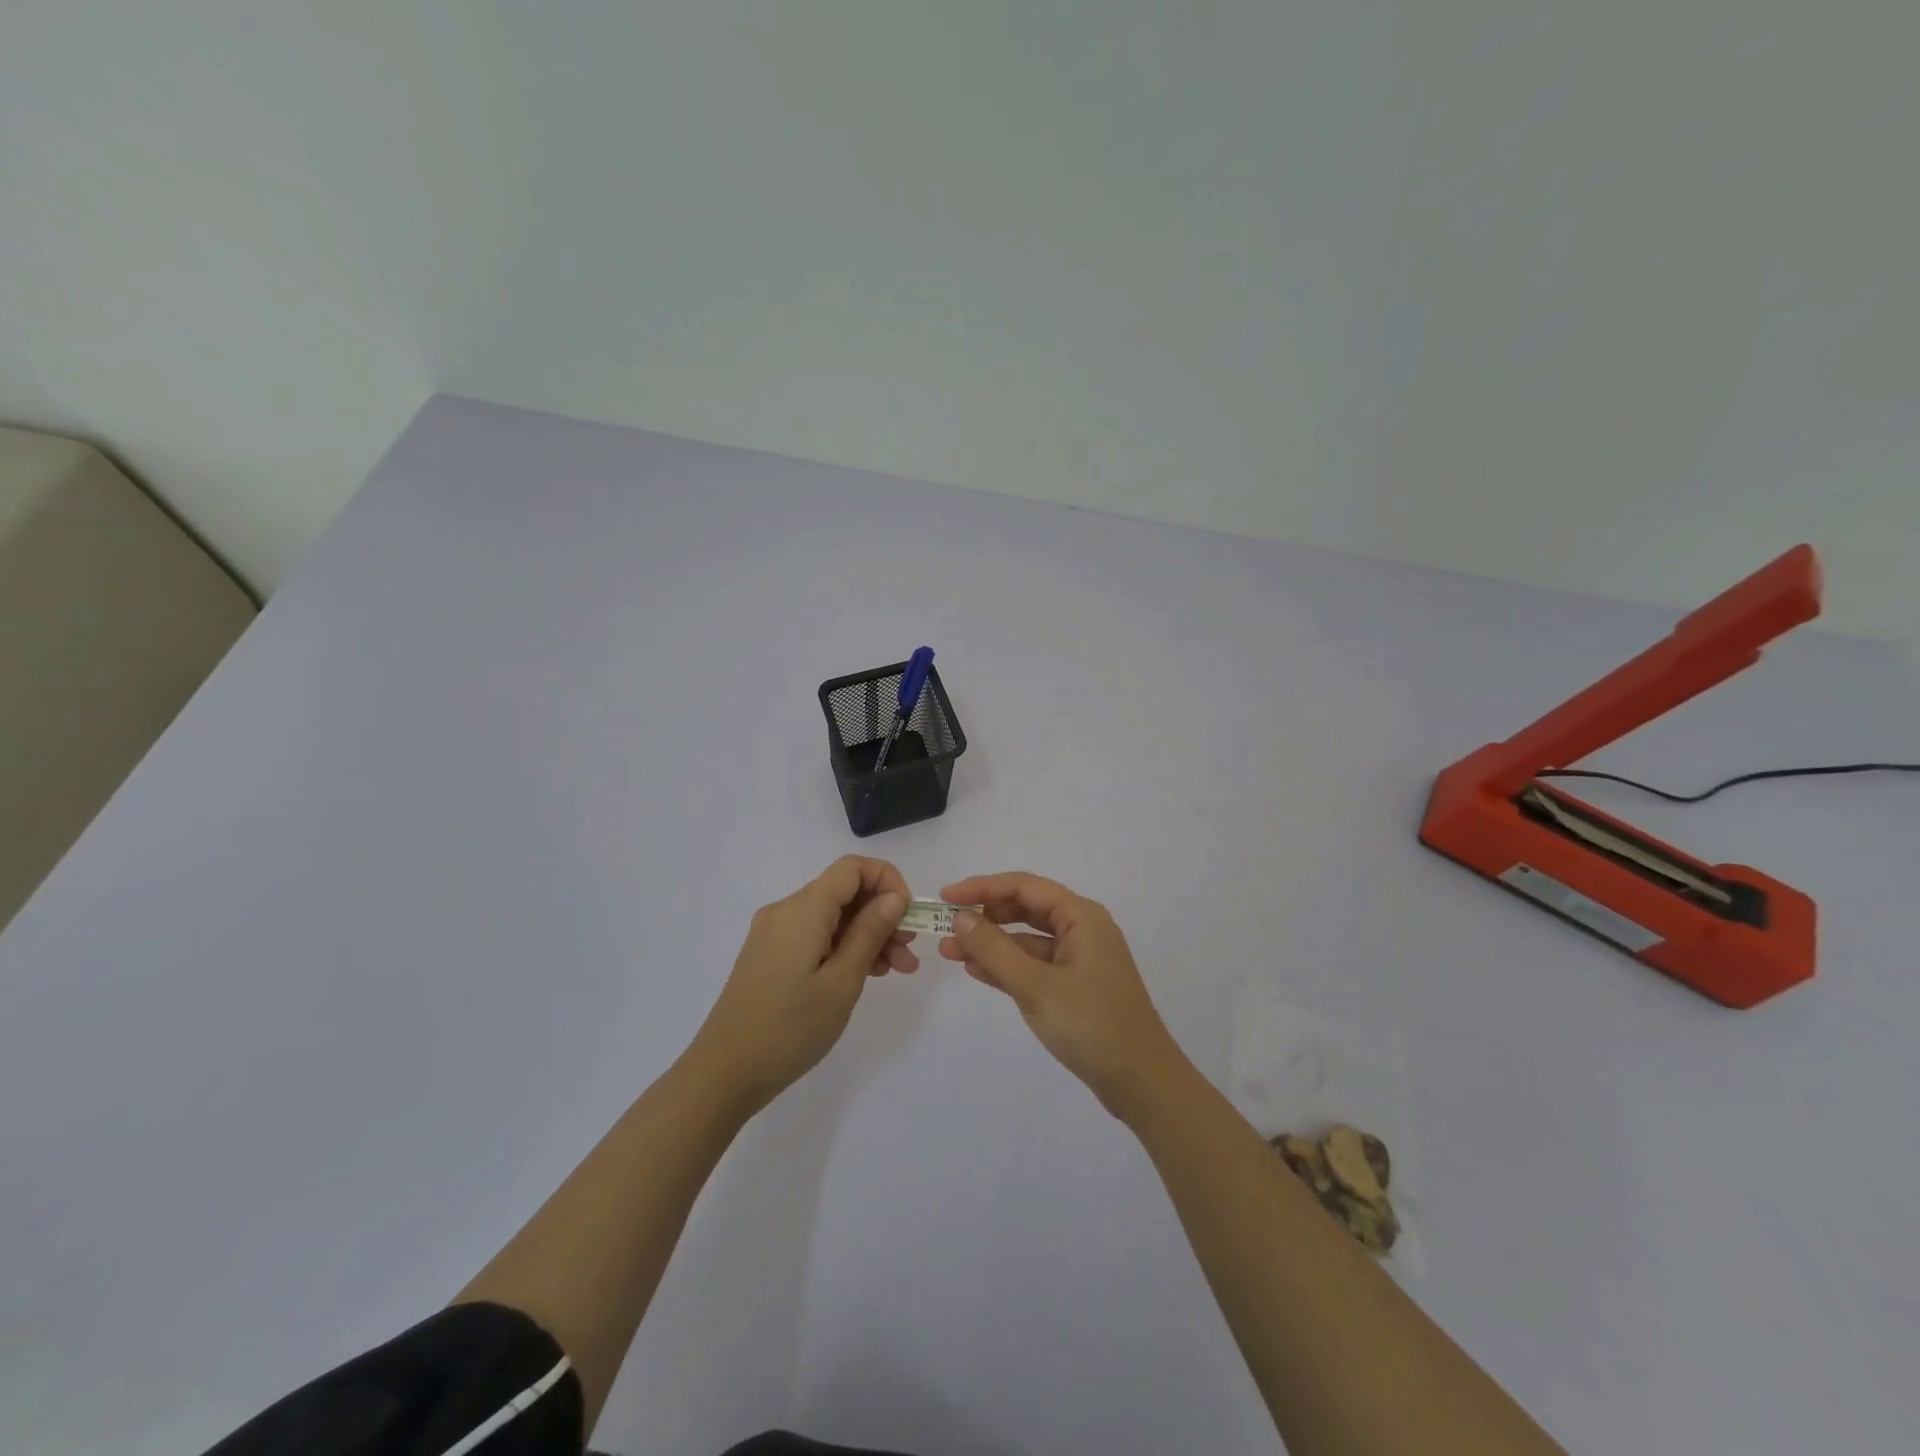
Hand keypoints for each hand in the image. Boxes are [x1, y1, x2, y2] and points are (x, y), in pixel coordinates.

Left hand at [688, 856, 916, 1115]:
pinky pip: (815, 936)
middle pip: (844, 893)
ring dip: (867, 935)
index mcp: (803, 909)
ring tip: (896, 970)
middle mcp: (786, 911)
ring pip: (832, 917)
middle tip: (909, 953)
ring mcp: (774, 934)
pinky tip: (865, 974)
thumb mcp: (842, 981)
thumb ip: (870, 932)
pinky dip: (844, 947)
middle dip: (883, 915)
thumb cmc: (789, 1028)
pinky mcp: (770, 955)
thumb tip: (894, 897)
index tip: (907, 917)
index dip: (887, 881)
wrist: (724, 1074)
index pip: (852, 868)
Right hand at [937, 872, 1186, 1119]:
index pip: (1024, 886)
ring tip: (950, 951)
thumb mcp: (1036, 986)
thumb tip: (961, 917)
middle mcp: (1082, 929)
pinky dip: (1006, 965)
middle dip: (984, 916)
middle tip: (945, 927)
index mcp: (1081, 916)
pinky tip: (975, 970)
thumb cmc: (1091, 1024)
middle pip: (1025, 908)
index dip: (982, 887)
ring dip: (991, 943)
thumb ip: (995, 949)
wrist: (1141, 1082)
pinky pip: (1034, 964)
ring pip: (1027, 939)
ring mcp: (1079, 959)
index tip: (946, 897)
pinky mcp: (1075, 986)